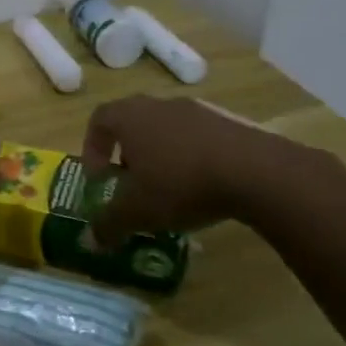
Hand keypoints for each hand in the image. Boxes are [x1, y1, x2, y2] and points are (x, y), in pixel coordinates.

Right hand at [81, 95, 330, 246]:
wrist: (255, 171)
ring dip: (161, 156)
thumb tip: (90, 241)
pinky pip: (197, 138)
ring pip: (166, 130)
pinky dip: (192, 158)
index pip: (99, 119)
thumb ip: (109, 224)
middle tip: (132, 184)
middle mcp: (159, 105)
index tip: (99, 178)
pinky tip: (203, 187)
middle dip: (127, 154)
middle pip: (133, 122)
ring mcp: (196, 110)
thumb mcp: (138, 212)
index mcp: (130, 116)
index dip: (92, 147)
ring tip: (170, 190)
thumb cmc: (181, 183)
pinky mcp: (228, 122)